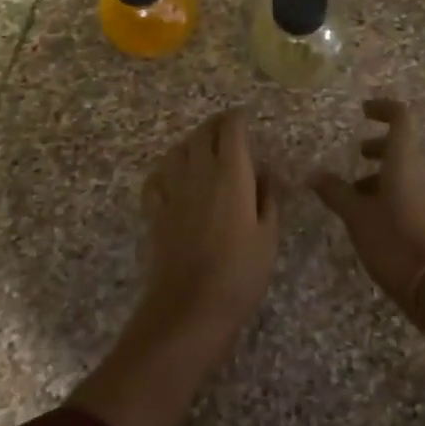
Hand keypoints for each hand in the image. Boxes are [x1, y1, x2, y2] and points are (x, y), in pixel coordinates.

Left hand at [137, 109, 279, 355]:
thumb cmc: (239, 273)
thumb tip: (266, 171)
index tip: (245, 117)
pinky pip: (158, 176)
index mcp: (231, 174)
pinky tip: (175, 176)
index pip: (231, 129)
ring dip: (192, 142)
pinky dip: (168, 168)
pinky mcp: (155, 210)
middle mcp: (199, 172)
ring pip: (178, 150)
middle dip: (216, 125)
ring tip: (204, 148)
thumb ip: (268, 197)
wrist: (189, 308)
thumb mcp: (268, 236)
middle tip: (228, 129)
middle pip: (202, 133)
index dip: (238, 118)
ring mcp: (173, 190)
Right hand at [312, 98, 424, 317]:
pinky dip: (393, 192)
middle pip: (403, 145)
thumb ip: (334, 191)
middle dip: (379, 146)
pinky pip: (413, 191)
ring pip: (407, 170)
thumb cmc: (392, 239)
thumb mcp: (355, 214)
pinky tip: (373, 216)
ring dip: (383, 173)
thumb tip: (312, 174)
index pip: (401, 117)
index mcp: (405, 160)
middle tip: (357, 155)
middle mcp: (423, 170)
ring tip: (356, 193)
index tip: (364, 111)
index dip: (383, 108)